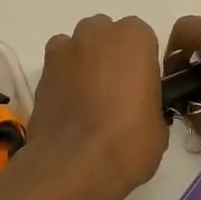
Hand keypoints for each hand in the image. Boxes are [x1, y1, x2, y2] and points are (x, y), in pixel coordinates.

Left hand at [23, 14, 169, 199]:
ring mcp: (65, 50)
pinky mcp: (42, 71)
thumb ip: (151, 102)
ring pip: (79, 45)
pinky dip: (63, 77)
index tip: (143, 87)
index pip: (143, 38)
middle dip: (111, 54)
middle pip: (107, 34)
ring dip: (85, 61)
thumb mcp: (159, 126)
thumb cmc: (128, 142)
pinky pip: (57, 65)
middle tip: (117, 91)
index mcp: (134, 38)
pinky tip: (69, 104)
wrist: (74, 166)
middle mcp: (97, 33)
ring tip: (89, 97)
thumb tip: (140, 109)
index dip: (143, 62)